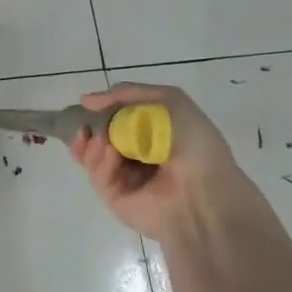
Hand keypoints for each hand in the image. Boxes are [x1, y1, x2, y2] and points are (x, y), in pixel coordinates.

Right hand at [69, 83, 247, 246]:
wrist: (205, 193)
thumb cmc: (194, 144)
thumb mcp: (170, 101)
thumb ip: (129, 93)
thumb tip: (87, 101)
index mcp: (152, 133)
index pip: (116, 118)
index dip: (102, 110)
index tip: (89, 104)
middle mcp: (136, 154)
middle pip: (98, 136)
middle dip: (90, 127)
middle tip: (87, 124)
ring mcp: (123, 177)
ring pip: (92, 154)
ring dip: (94, 143)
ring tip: (103, 139)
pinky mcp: (114, 197)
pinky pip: (97, 175)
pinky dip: (100, 160)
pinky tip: (112, 154)